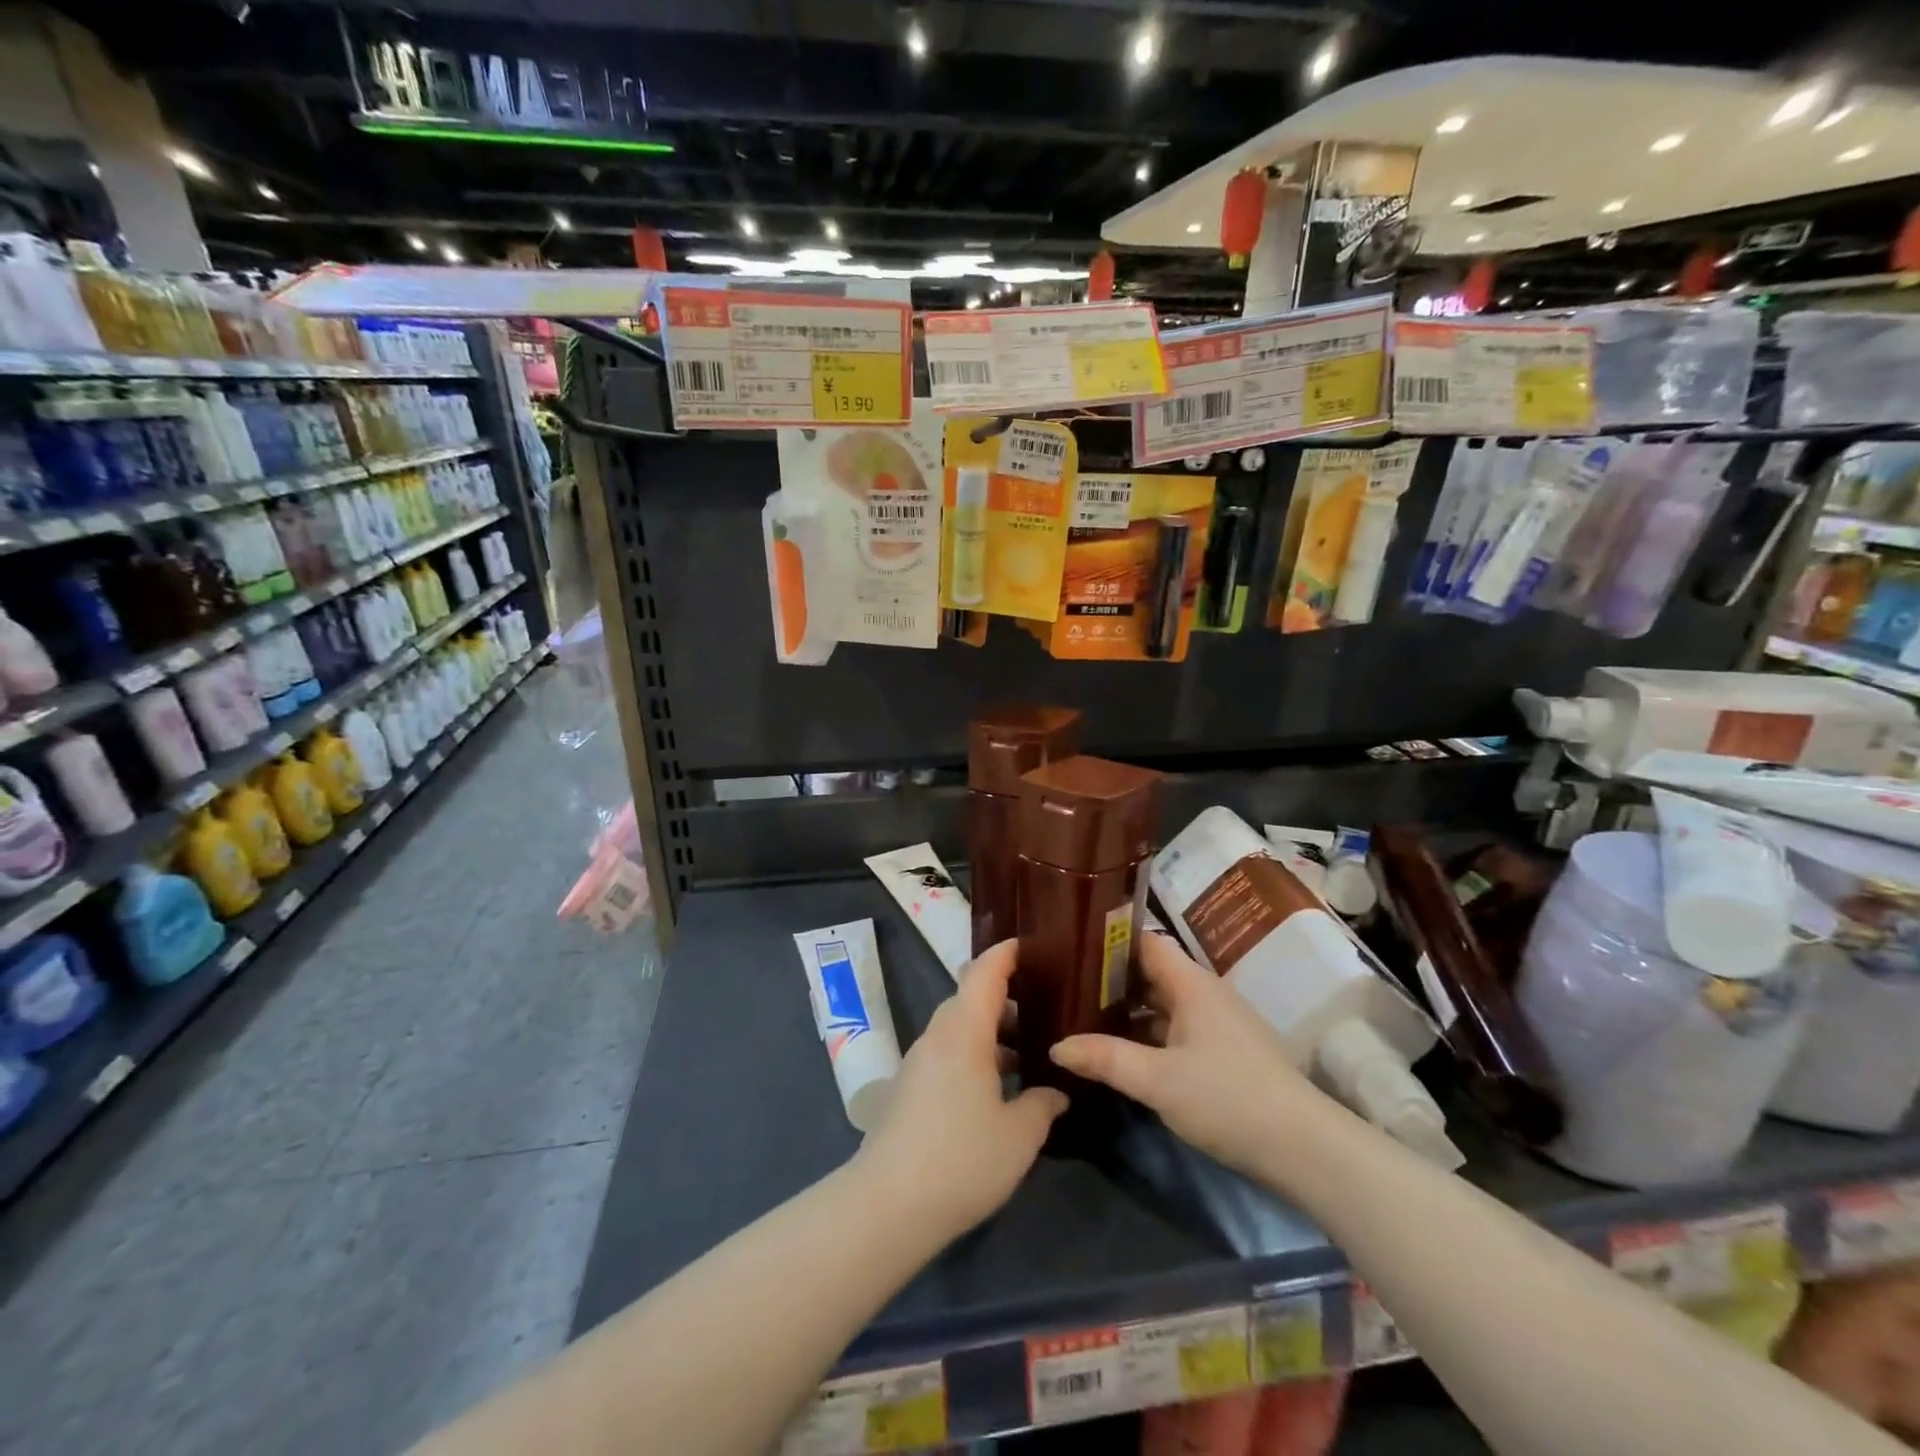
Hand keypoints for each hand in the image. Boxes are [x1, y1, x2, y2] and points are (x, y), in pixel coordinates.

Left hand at [854, 939, 1066, 1241]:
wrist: (888, 1205)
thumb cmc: (961, 1160)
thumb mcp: (1018, 1136)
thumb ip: (1042, 1105)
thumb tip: (1055, 1092)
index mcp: (964, 1032)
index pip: (984, 973)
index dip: (1006, 953)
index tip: (1030, 944)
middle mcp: (937, 1037)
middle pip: (969, 998)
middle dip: (1003, 997)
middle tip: (1041, 1006)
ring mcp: (918, 1063)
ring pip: (957, 1029)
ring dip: (989, 1031)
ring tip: (1025, 1053)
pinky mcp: (907, 1089)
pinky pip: (946, 1053)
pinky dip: (973, 1055)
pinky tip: (994, 1089)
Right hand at [1050, 928, 1323, 1182]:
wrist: (1304, 1148)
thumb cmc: (1227, 1098)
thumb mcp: (1157, 1080)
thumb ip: (1105, 1059)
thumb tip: (1055, 1046)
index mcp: (1191, 983)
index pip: (1144, 942)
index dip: (1108, 941)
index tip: (1070, 948)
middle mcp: (1205, 993)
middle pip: (1151, 973)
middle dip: (1111, 980)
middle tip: (1065, 988)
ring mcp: (1218, 1023)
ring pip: (1163, 1004)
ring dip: (1129, 1011)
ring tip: (1084, 1019)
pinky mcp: (1226, 1052)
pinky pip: (1177, 1029)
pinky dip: (1149, 1035)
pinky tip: (1124, 1054)